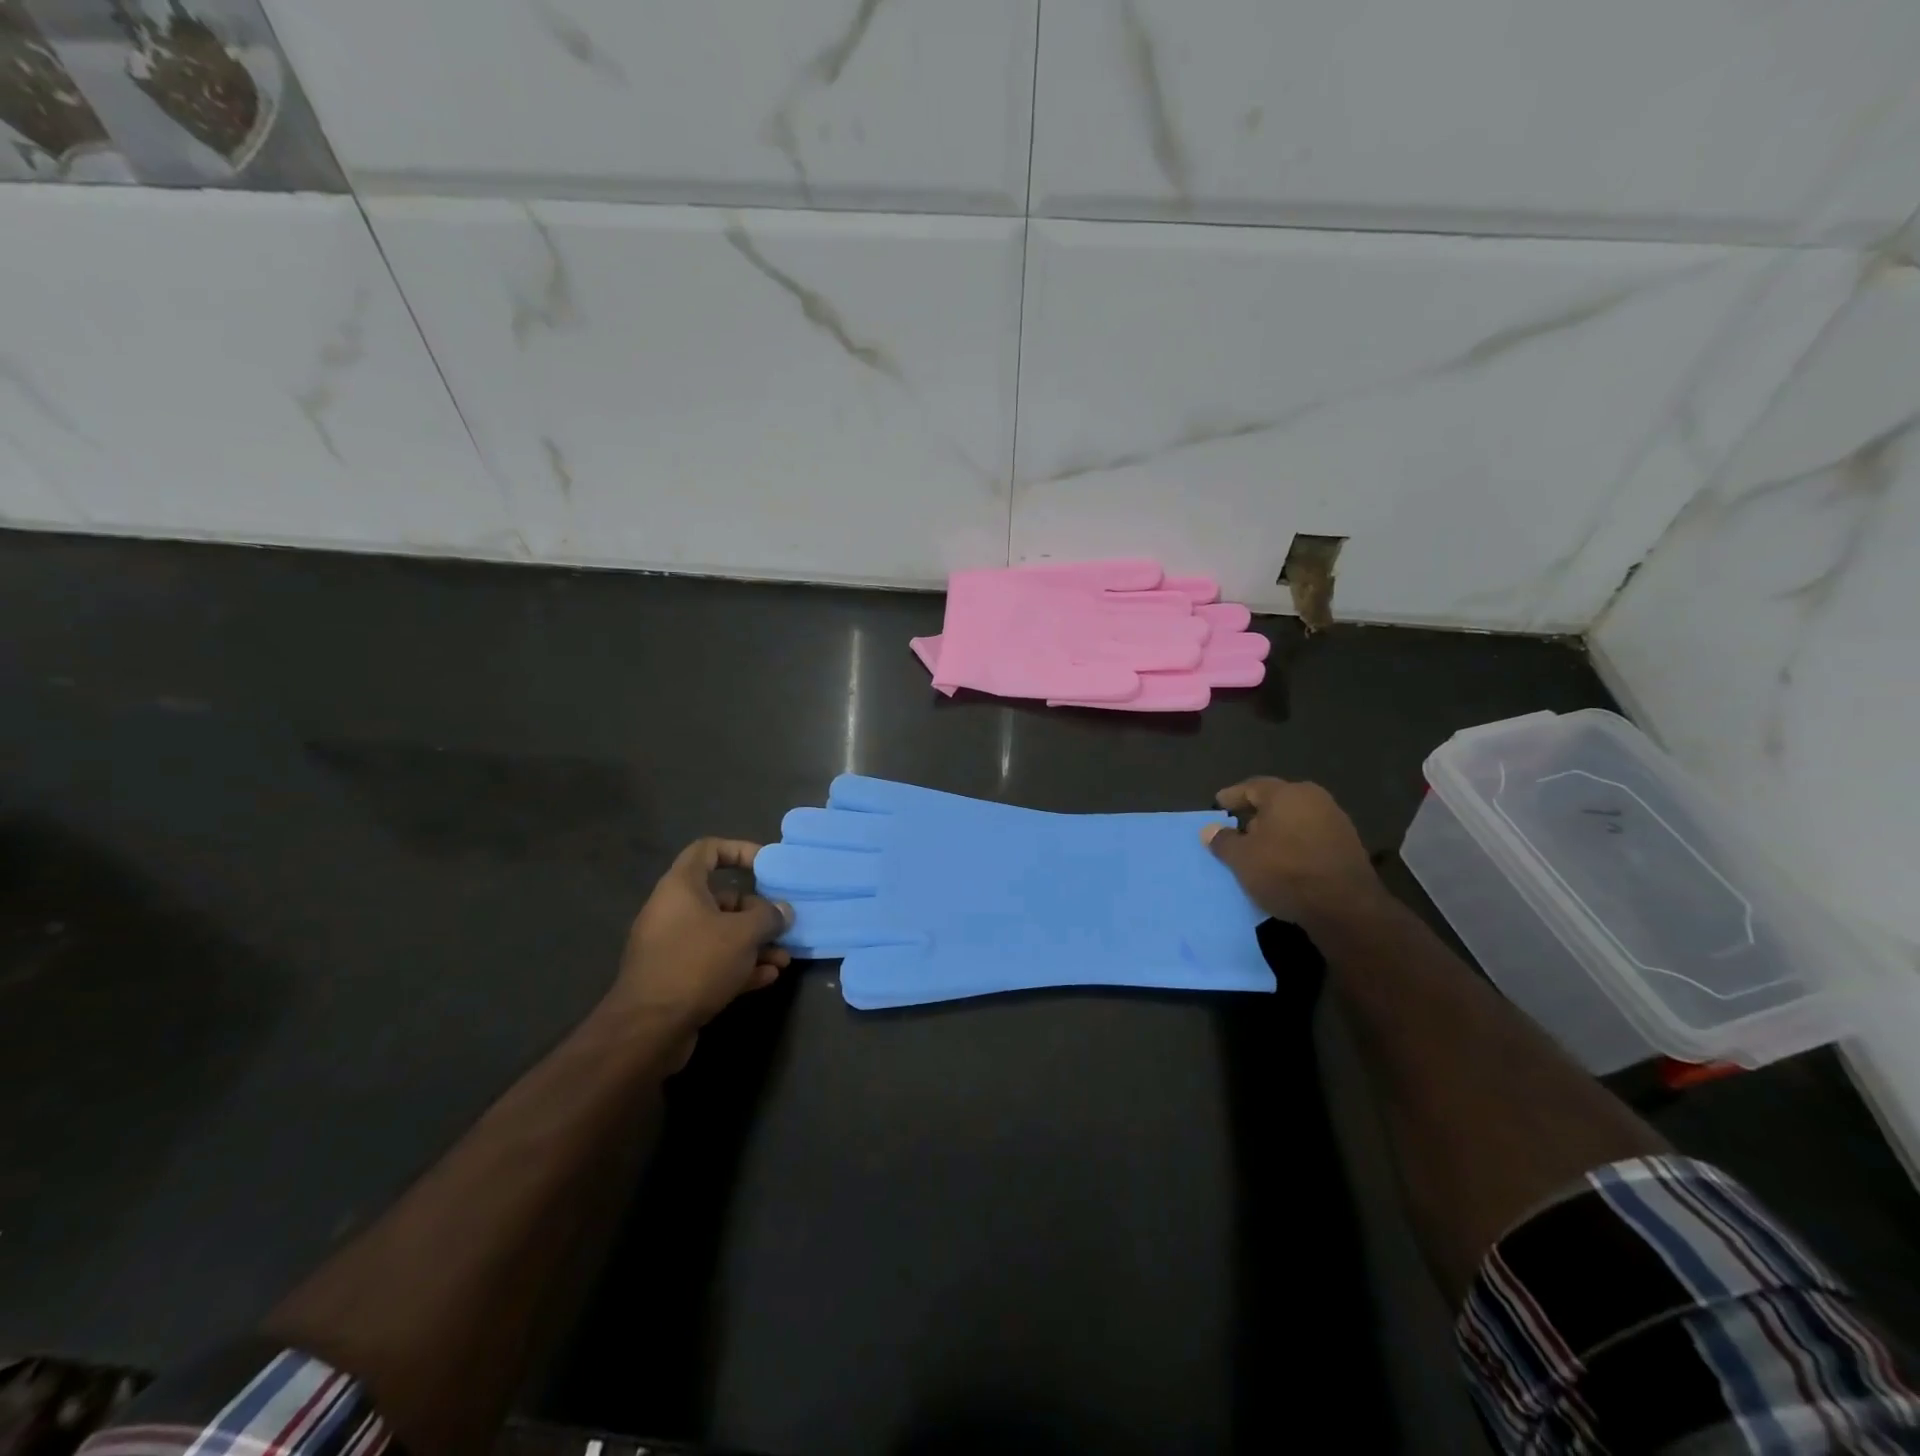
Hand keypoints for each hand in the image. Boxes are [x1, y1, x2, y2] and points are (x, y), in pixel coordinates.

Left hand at [610, 839, 792, 1046]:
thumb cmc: (696, 963)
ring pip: (720, 935)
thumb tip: (782, 911)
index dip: (739, 850)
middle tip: (783, 925)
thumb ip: (768, 916)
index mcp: (681, 887)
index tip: (767, 864)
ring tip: (783, 959)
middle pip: (722, 898)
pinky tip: (767, 978)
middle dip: (757, 912)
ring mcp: (672, 947)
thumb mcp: (743, 934)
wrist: (647, 1029)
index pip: (708, 850)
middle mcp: (673, 911)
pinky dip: (739, 966)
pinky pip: (713, 962)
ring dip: (754, 944)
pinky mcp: (675, 978)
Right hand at [1201, 778, 1383, 924]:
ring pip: (1295, 820)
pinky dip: (1294, 845)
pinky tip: (1284, 863)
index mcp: (1287, 794)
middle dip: (1255, 815)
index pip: (1252, 787)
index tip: (1218, 804)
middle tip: (1237, 830)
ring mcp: (1336, 822)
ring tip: (1259, 850)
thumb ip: (1223, 841)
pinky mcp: (1348, 846)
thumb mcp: (1242, 858)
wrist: (1345, 908)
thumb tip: (1210, 830)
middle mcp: (1314, 799)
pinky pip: (1311, 838)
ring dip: (1276, 832)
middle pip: (1277, 802)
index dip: (1232, 796)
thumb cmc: (1285, 872)